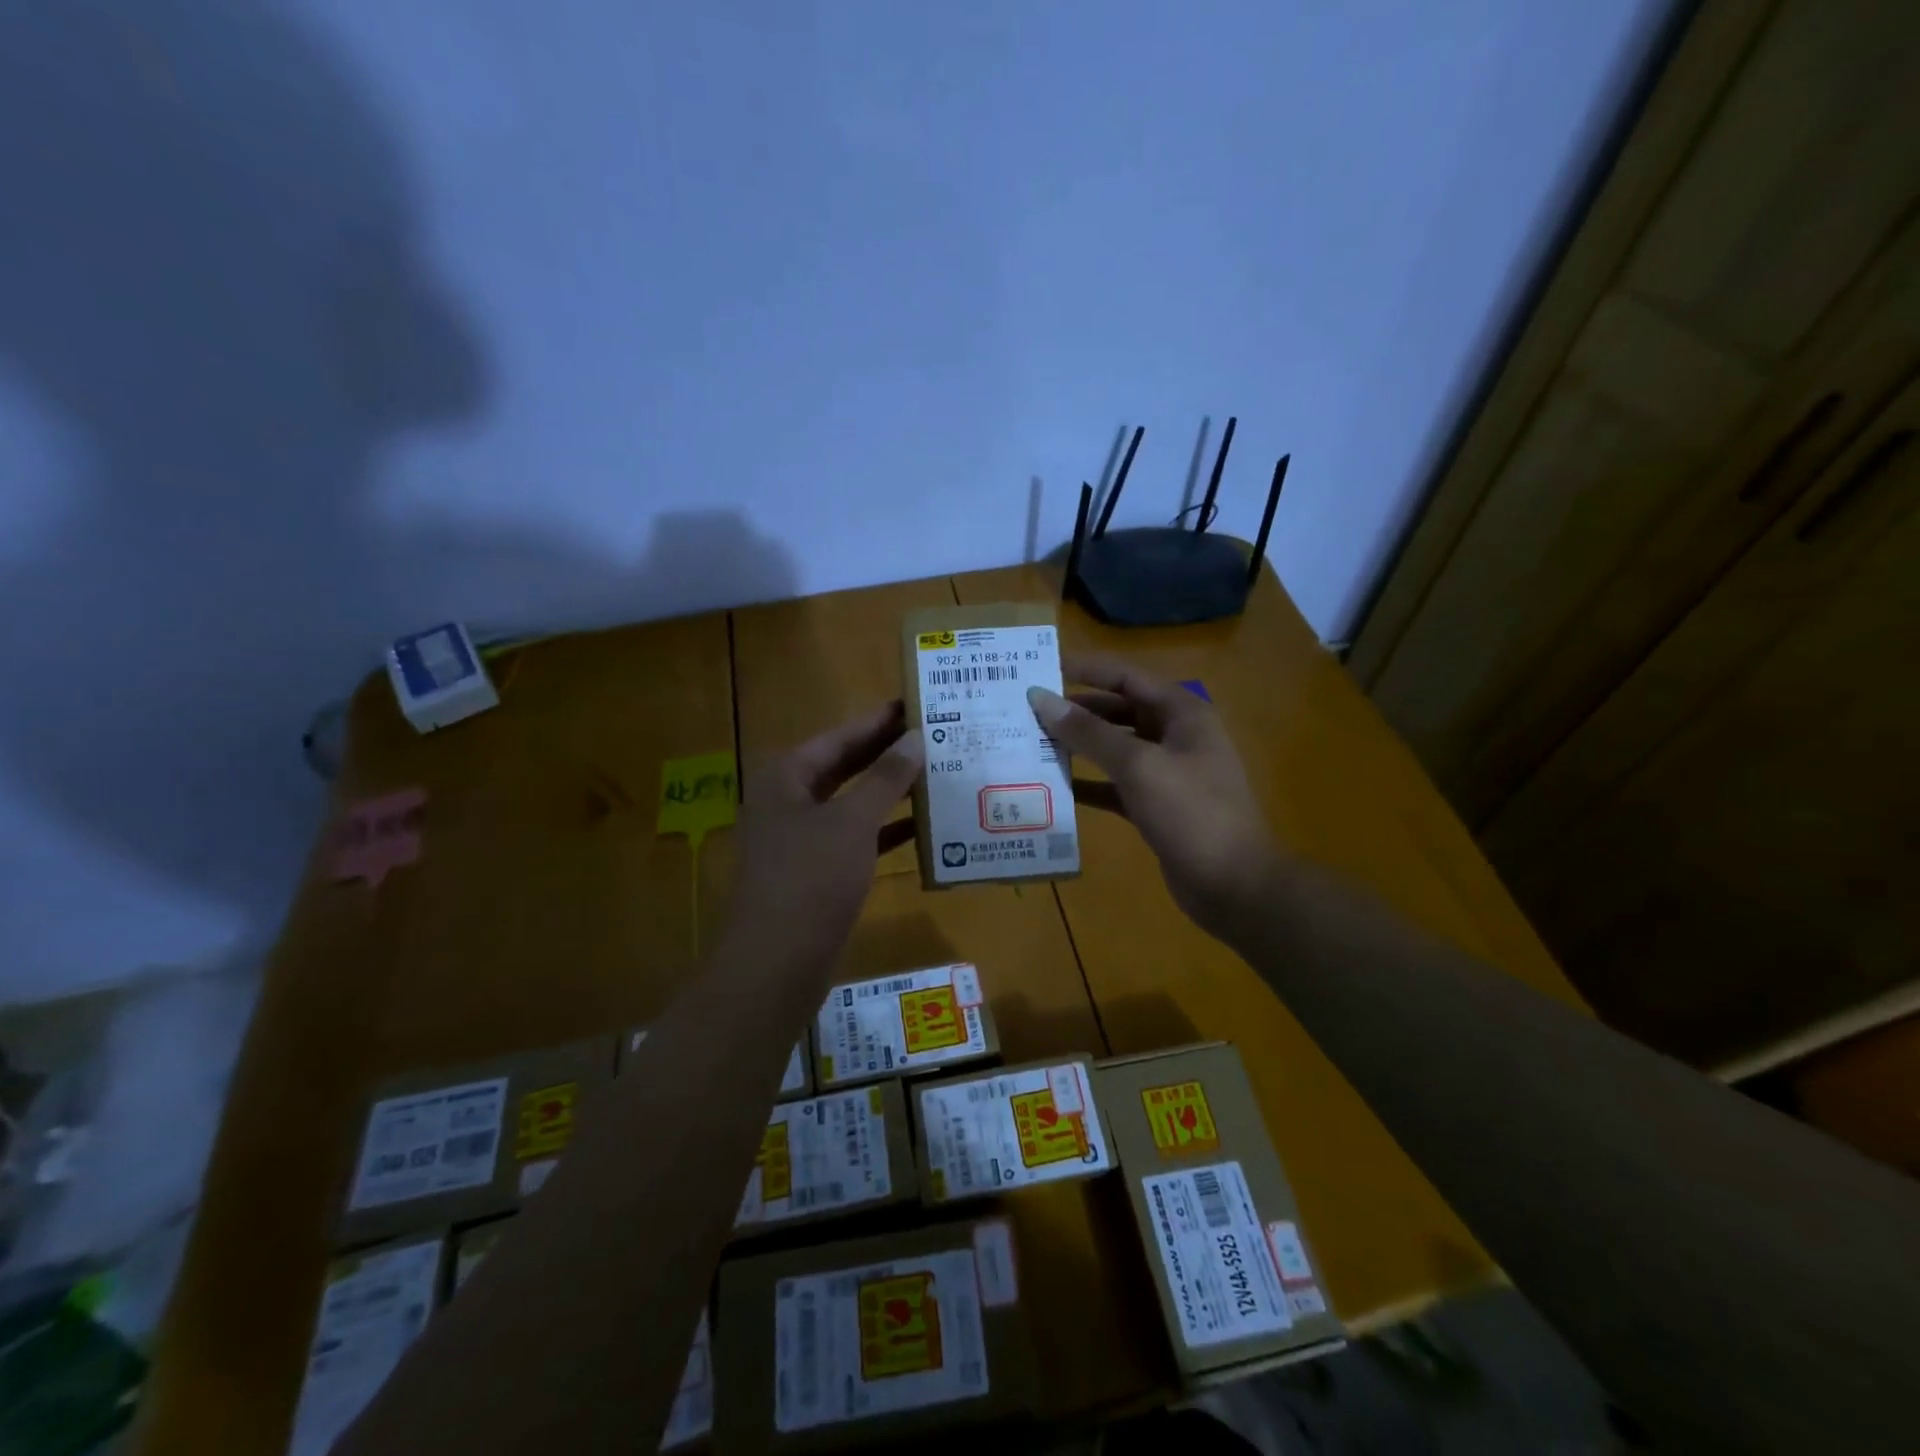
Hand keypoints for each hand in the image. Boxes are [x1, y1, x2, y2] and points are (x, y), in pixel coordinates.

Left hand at [722, 701, 923, 979]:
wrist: (778, 963)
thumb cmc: (811, 878)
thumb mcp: (852, 822)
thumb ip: (885, 778)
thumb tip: (914, 738)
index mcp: (786, 777)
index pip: (839, 737)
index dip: (878, 721)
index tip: (915, 704)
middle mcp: (789, 801)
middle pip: (844, 767)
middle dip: (886, 754)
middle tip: (933, 735)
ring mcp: (800, 839)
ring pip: (852, 803)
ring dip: (890, 792)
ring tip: (936, 773)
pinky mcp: (816, 871)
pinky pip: (855, 838)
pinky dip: (885, 831)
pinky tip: (923, 826)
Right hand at [1028, 654, 1279, 941]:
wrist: (1235, 884)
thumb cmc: (1191, 812)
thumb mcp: (1138, 765)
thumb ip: (1089, 732)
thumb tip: (1042, 698)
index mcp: (1182, 713)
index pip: (1127, 677)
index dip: (1086, 670)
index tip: (1043, 670)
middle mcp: (1176, 736)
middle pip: (1119, 711)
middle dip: (1077, 711)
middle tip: (1030, 712)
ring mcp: (1168, 773)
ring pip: (1116, 750)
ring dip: (1080, 748)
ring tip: (1034, 745)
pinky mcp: (1158, 807)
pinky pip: (1117, 786)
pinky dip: (1090, 784)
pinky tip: (1056, 788)